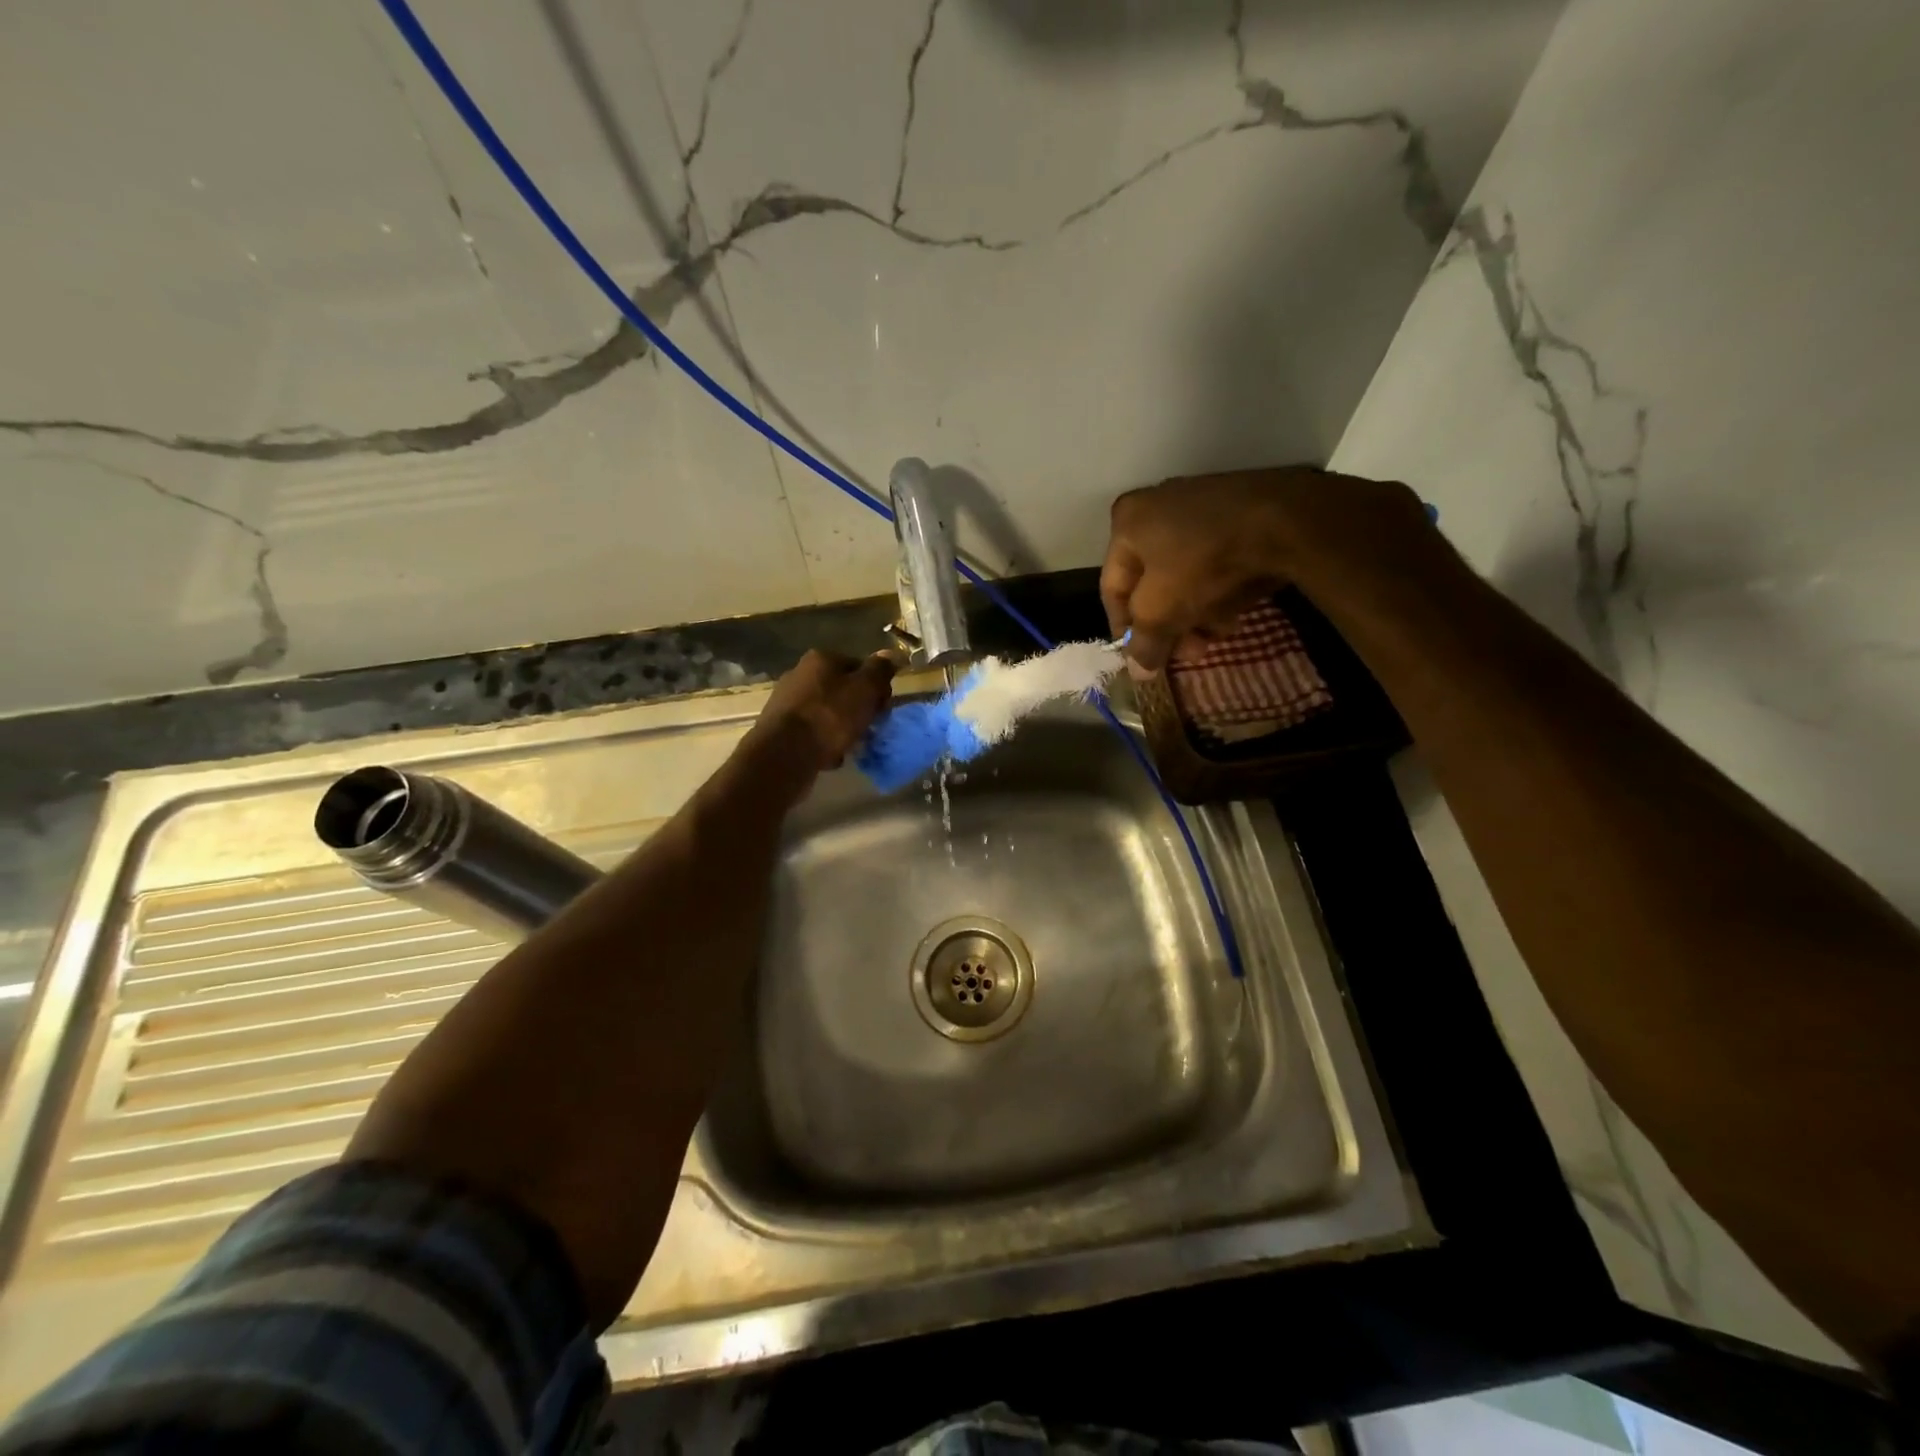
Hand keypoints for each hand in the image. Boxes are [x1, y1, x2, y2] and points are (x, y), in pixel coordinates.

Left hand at [750, 649, 898, 770]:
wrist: (785, 753)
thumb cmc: (830, 716)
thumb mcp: (865, 689)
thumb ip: (880, 671)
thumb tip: (890, 655)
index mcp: (821, 659)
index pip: (859, 666)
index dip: (876, 687)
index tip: (883, 709)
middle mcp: (800, 674)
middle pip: (842, 690)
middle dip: (858, 710)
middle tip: (869, 729)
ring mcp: (786, 701)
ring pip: (827, 712)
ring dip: (842, 728)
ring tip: (850, 746)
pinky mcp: (779, 728)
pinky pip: (812, 732)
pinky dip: (823, 743)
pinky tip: (829, 756)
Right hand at [1100, 466, 1432, 672]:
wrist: (1283, 519)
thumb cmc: (1202, 562)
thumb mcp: (1161, 611)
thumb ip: (1143, 642)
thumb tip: (1138, 672)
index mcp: (1126, 522)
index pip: (1112, 588)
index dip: (1124, 629)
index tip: (1142, 658)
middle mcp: (1156, 507)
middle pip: (1152, 584)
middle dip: (1170, 624)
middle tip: (1190, 652)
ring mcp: (1198, 505)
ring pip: (1184, 576)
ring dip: (1196, 612)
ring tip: (1219, 633)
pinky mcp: (1235, 511)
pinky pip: (1213, 560)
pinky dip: (1218, 588)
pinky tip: (1235, 611)